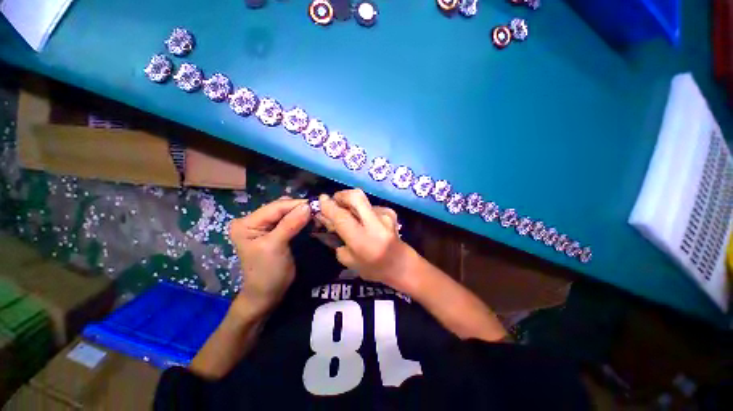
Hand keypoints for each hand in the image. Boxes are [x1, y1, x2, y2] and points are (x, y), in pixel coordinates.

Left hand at [228, 197, 310, 314]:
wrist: (267, 294)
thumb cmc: (267, 272)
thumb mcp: (276, 246)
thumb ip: (290, 224)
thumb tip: (308, 206)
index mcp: (246, 223)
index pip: (275, 207)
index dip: (296, 204)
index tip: (317, 203)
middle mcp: (253, 220)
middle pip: (281, 208)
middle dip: (300, 208)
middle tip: (319, 210)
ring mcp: (264, 226)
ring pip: (287, 213)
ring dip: (302, 213)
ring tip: (317, 214)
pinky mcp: (275, 231)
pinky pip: (290, 220)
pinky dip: (301, 219)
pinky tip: (311, 220)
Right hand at [318, 189, 416, 289]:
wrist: (401, 264)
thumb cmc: (372, 268)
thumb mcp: (348, 259)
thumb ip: (335, 237)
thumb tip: (325, 216)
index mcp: (363, 241)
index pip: (342, 217)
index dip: (329, 206)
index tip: (320, 200)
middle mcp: (376, 224)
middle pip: (356, 196)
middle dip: (341, 195)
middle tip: (335, 202)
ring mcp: (385, 215)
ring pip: (362, 200)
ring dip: (351, 204)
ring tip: (350, 217)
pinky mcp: (390, 211)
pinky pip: (369, 205)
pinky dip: (362, 210)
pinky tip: (364, 221)